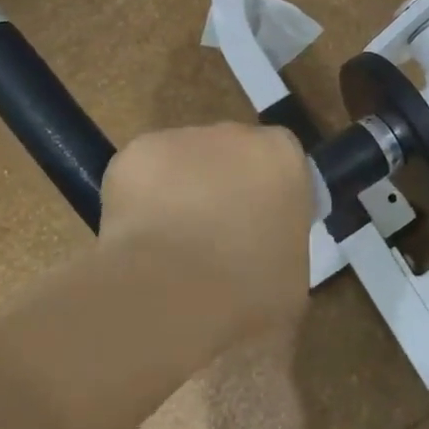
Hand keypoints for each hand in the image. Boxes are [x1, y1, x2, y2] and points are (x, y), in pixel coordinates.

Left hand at [98, 123, 313, 338]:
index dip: (265, 195)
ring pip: (182, 162)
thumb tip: (262, 247)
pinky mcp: (136, 152)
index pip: (278, 163)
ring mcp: (182, 138)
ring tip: (168, 245)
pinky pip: (141, 174)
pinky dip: (138, 200)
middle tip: (211, 238)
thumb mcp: (292, 273)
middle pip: (229, 154)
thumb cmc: (249, 291)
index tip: (255, 231)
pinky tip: (138, 238)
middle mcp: (235, 134)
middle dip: (221, 187)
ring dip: (179, 191)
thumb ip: (281, 241)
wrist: (174, 294)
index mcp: (282, 156)